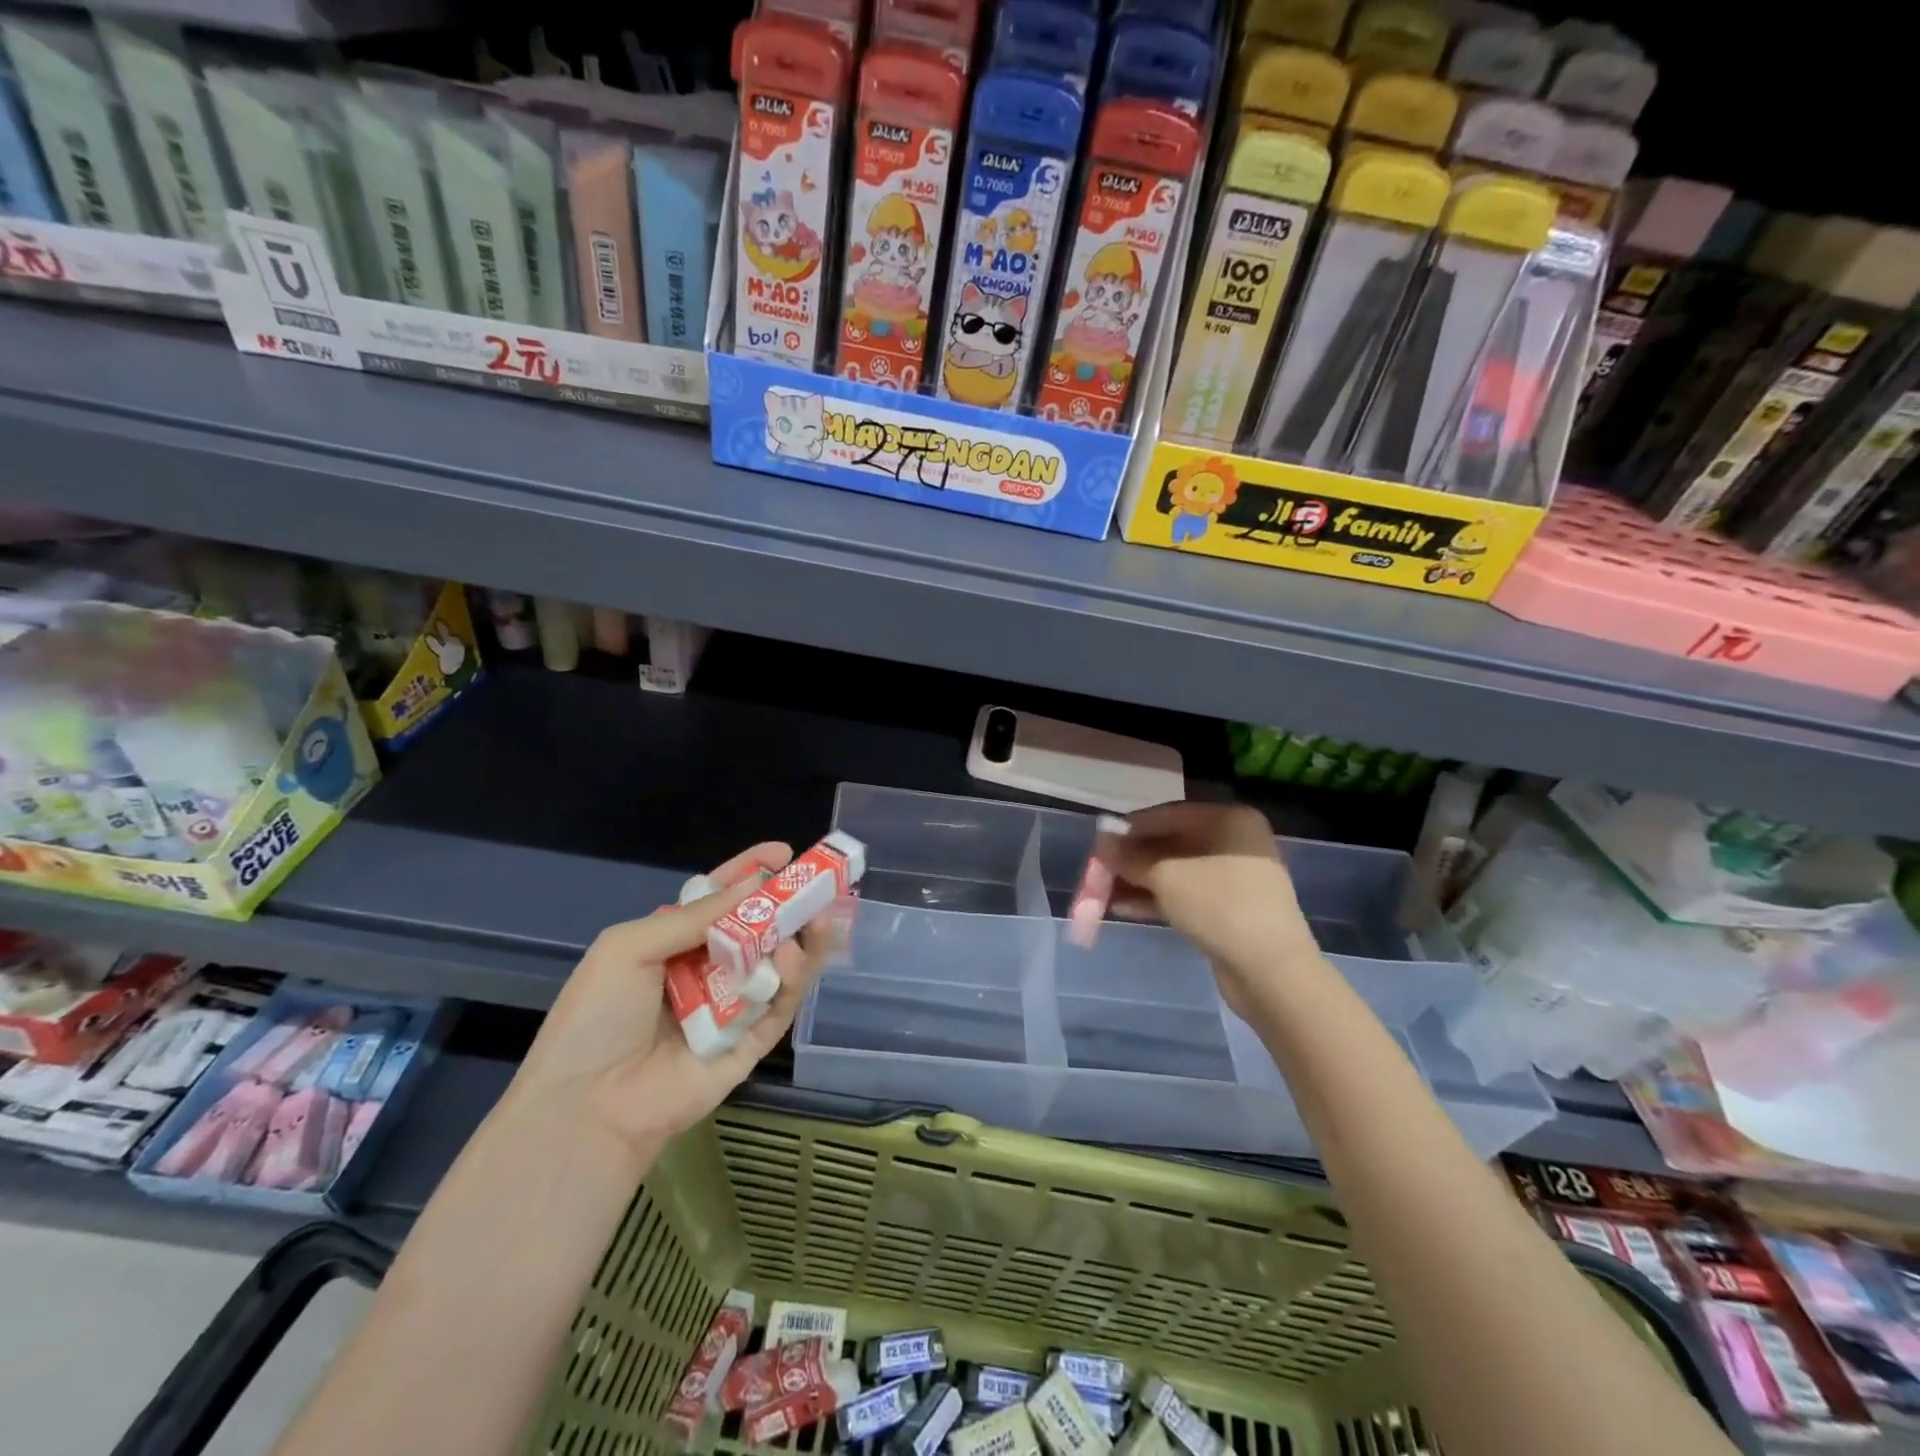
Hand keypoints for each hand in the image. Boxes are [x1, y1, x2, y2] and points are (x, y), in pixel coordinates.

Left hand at [504, 843, 836, 1162]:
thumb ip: (695, 917)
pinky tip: (791, 957)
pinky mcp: (751, 1044)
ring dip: (800, 938)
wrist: (587, 1107)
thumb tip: (754, 885)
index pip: (720, 899)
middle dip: (788, 903)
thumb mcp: (630, 948)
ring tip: (819, 916)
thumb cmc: (598, 1018)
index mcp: (674, 944)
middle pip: (758, 928)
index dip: (750, 873)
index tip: (783, 852)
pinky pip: (779, 1005)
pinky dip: (791, 979)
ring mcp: (732, 1008)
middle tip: (819, 884)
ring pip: (778, 965)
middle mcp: (707, 970)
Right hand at [1098, 802, 1319, 1020]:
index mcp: (1228, 820)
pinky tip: (1123, 909)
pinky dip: (1156, 900)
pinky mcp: (1230, 910)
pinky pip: (1186, 895)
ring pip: (1176, 872)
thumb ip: (1129, 857)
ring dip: (1139, 882)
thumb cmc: (1218, 905)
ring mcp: (1235, 878)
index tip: (1099, 842)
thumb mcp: (1165, 876)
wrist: (1271, 971)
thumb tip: (1101, 842)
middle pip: (1171, 844)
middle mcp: (1234, 842)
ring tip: (1102, 894)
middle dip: (1132, 860)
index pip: (1168, 814)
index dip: (1130, 828)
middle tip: (1098, 872)